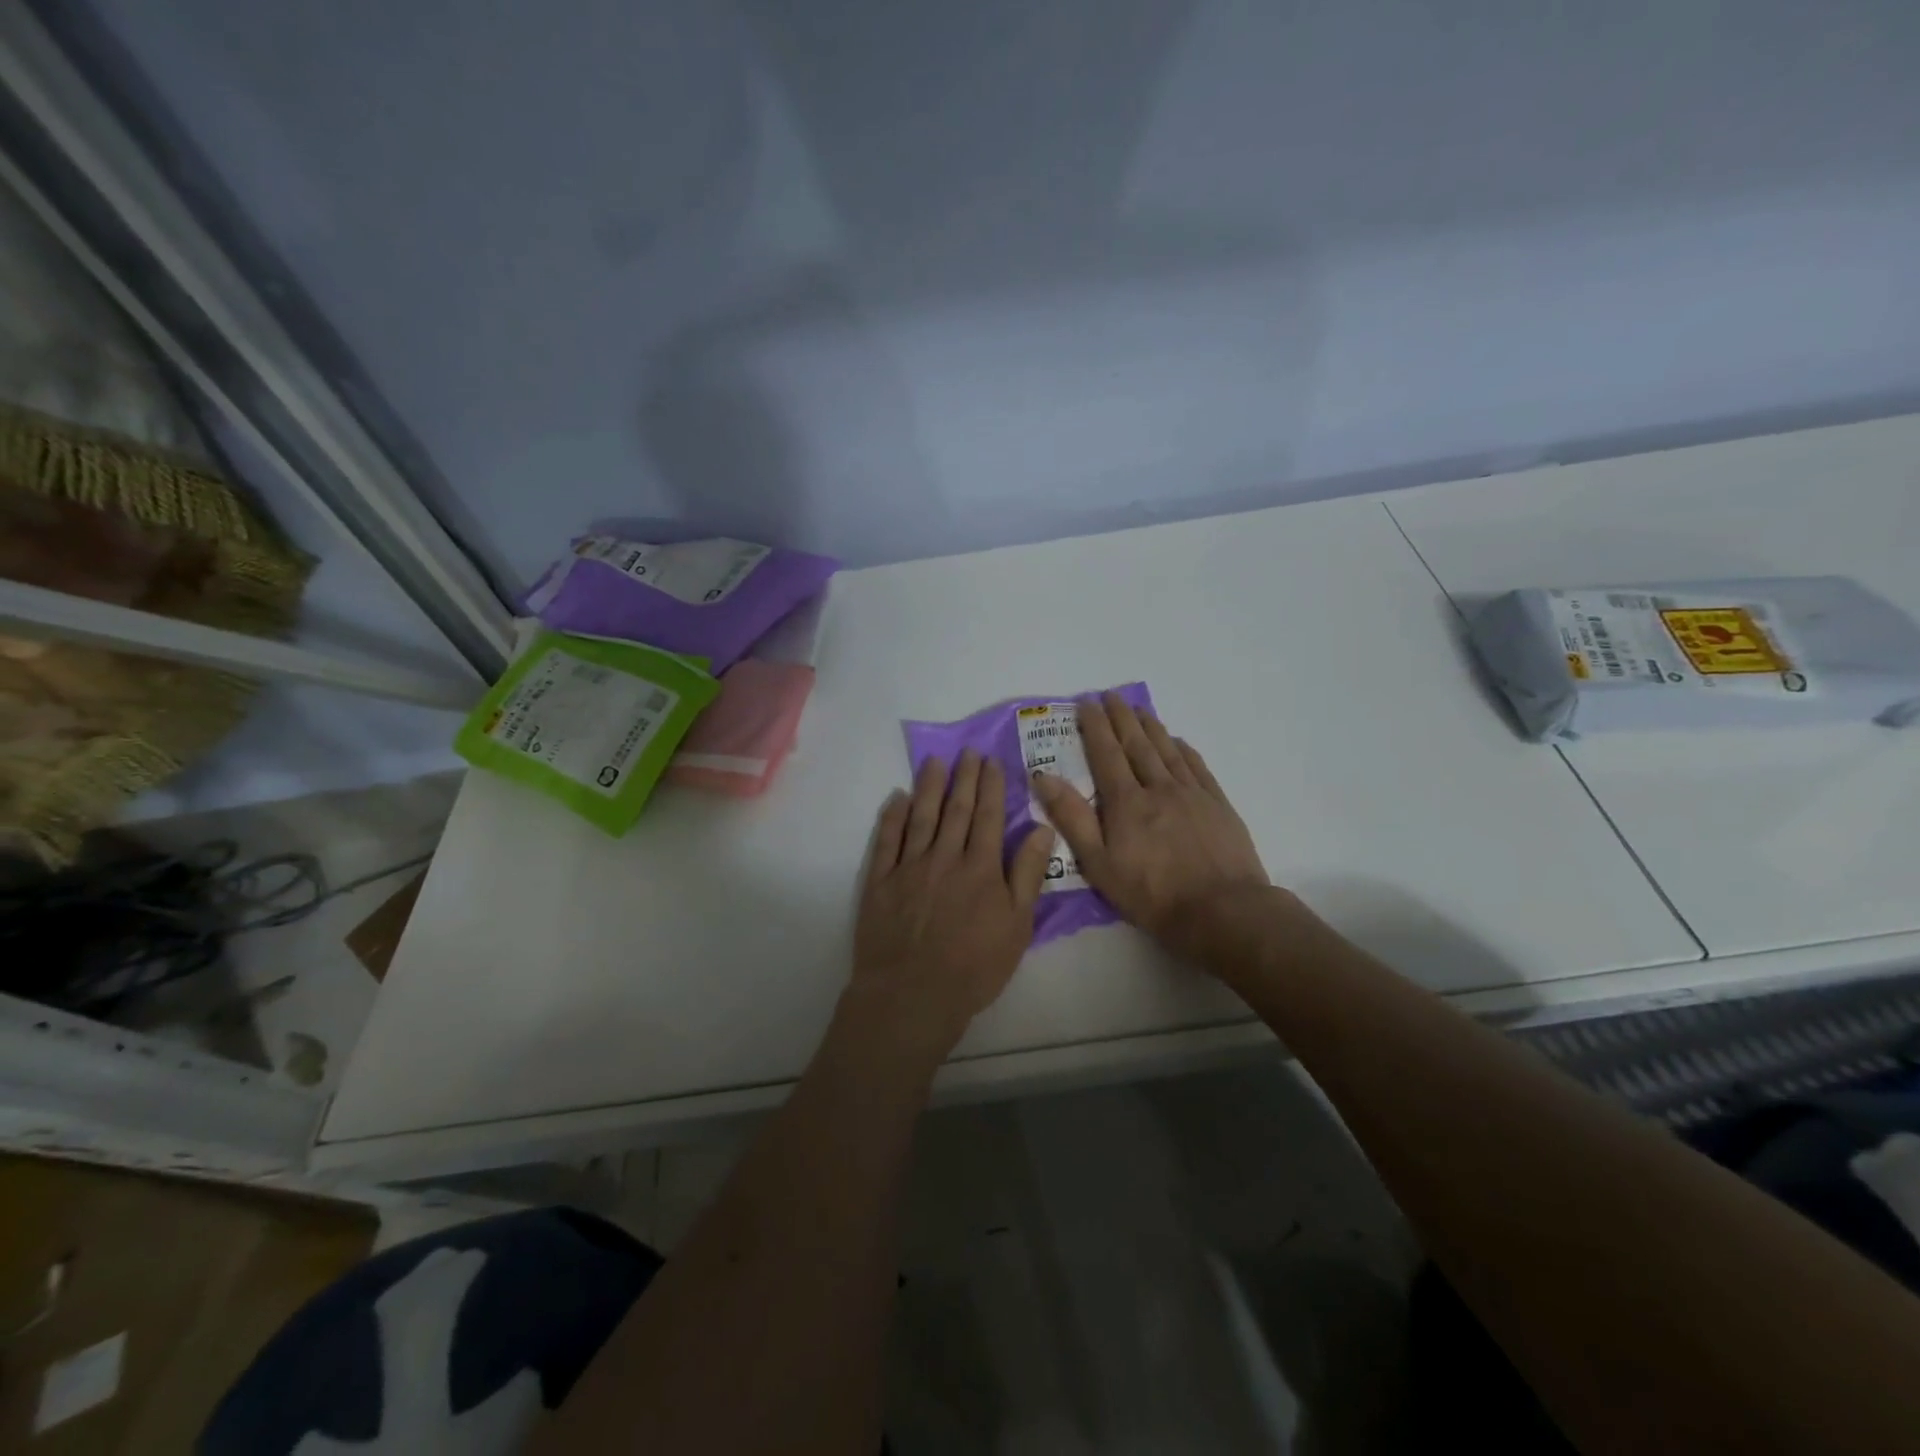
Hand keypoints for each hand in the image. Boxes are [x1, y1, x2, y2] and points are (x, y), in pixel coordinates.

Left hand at [846, 749, 1054, 1060]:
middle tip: (967, 752)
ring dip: (929, 786)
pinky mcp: (880, 881)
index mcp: (981, 868)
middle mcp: (945, 857)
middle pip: (956, 809)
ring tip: (934, 761)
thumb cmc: (974, 967)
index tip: (991, 761)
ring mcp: (909, 867)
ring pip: (921, 816)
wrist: (913, 994)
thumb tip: (1042, 828)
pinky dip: (892, 816)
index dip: (991, 787)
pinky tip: (897, 798)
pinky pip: (887, 840)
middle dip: (964, 778)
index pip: (988, 816)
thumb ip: (1027, 875)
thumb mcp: (1017, 927)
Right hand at [1033, 693, 1269, 959]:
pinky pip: (1197, 766)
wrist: (1223, 911)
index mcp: (1126, 803)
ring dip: (1151, 727)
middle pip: (1136, 745)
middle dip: (1121, 718)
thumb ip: (1072, 818)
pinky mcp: (1218, 805)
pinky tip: (1178, 742)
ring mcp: (1192, 794)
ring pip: (1167, 750)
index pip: (1106, 754)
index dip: (1095, 726)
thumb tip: (1044, 776)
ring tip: (1139, 709)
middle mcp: (1159, 788)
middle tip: (1110, 695)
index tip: (1086, 703)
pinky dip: (1183, 749)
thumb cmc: (1153, 894)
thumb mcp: (1099, 864)